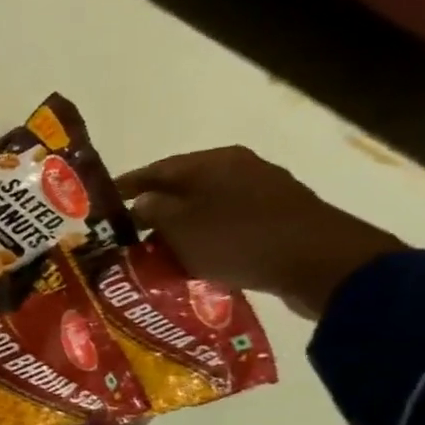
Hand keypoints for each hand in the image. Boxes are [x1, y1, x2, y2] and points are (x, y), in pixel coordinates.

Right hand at [115, 146, 403, 319]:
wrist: (322, 263)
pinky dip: (207, 239)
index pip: (155, 170)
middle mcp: (238, 168)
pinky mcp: (279, 219)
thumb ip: (152, 211)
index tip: (102, 205)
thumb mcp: (179, 226)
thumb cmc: (238, 238)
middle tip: (127, 235)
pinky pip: (229, 225)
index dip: (126, 187)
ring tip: (158, 252)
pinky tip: (196, 260)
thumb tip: (142, 202)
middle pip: (183, 188)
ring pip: (206, 208)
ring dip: (181, 228)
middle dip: (154, 210)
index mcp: (211, 162)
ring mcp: (263, 192)